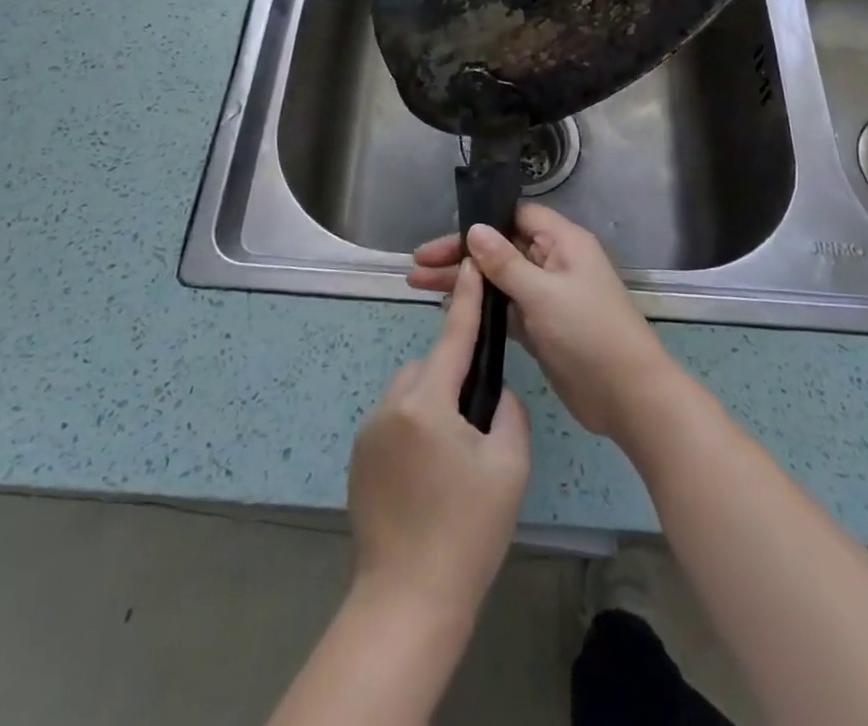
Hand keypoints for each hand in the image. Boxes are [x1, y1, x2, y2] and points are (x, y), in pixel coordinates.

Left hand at [349, 258, 529, 629]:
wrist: (408, 602)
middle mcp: (391, 405)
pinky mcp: (358, 457)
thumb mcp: (509, 467)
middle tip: (476, 426)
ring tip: (452, 458)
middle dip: (453, 378)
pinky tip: (427, 476)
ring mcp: (369, 431)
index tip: (472, 265)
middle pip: (430, 367)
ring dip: (431, 404)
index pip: (453, 337)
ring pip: (410, 393)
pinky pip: (393, 420)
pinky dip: (413, 429)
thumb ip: (507, 412)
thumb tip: (493, 393)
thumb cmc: (467, 533)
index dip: (466, 299)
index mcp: (428, 402)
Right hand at [409, 203, 677, 444]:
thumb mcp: (543, 294)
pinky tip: (450, 309)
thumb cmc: (589, 333)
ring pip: (498, 279)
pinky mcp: (541, 326)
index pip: (515, 217)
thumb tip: (474, 229)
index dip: (480, 223)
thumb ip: (505, 263)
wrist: (629, 397)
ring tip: (418, 284)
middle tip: (417, 265)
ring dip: (463, 281)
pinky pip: (505, 306)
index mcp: (563, 242)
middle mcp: (554, 262)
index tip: (442, 238)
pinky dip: (479, 306)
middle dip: (460, 255)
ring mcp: (547, 295)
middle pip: (500, 248)